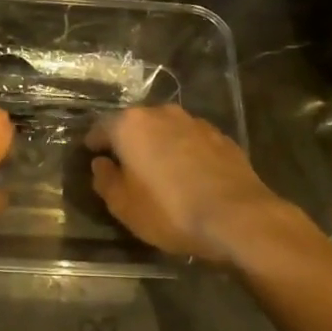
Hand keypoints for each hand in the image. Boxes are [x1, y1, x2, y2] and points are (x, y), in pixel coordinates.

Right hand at [85, 105, 301, 261]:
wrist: (238, 217)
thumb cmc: (170, 211)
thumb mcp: (123, 206)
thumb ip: (104, 180)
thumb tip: (101, 164)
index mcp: (130, 125)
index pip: (101, 128)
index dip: (94, 144)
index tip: (93, 157)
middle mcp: (161, 113)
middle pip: (135, 125)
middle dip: (129, 142)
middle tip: (126, 167)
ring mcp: (194, 122)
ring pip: (166, 130)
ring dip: (159, 146)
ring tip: (160, 172)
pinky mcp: (221, 136)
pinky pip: (191, 141)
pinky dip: (185, 153)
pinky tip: (189, 176)